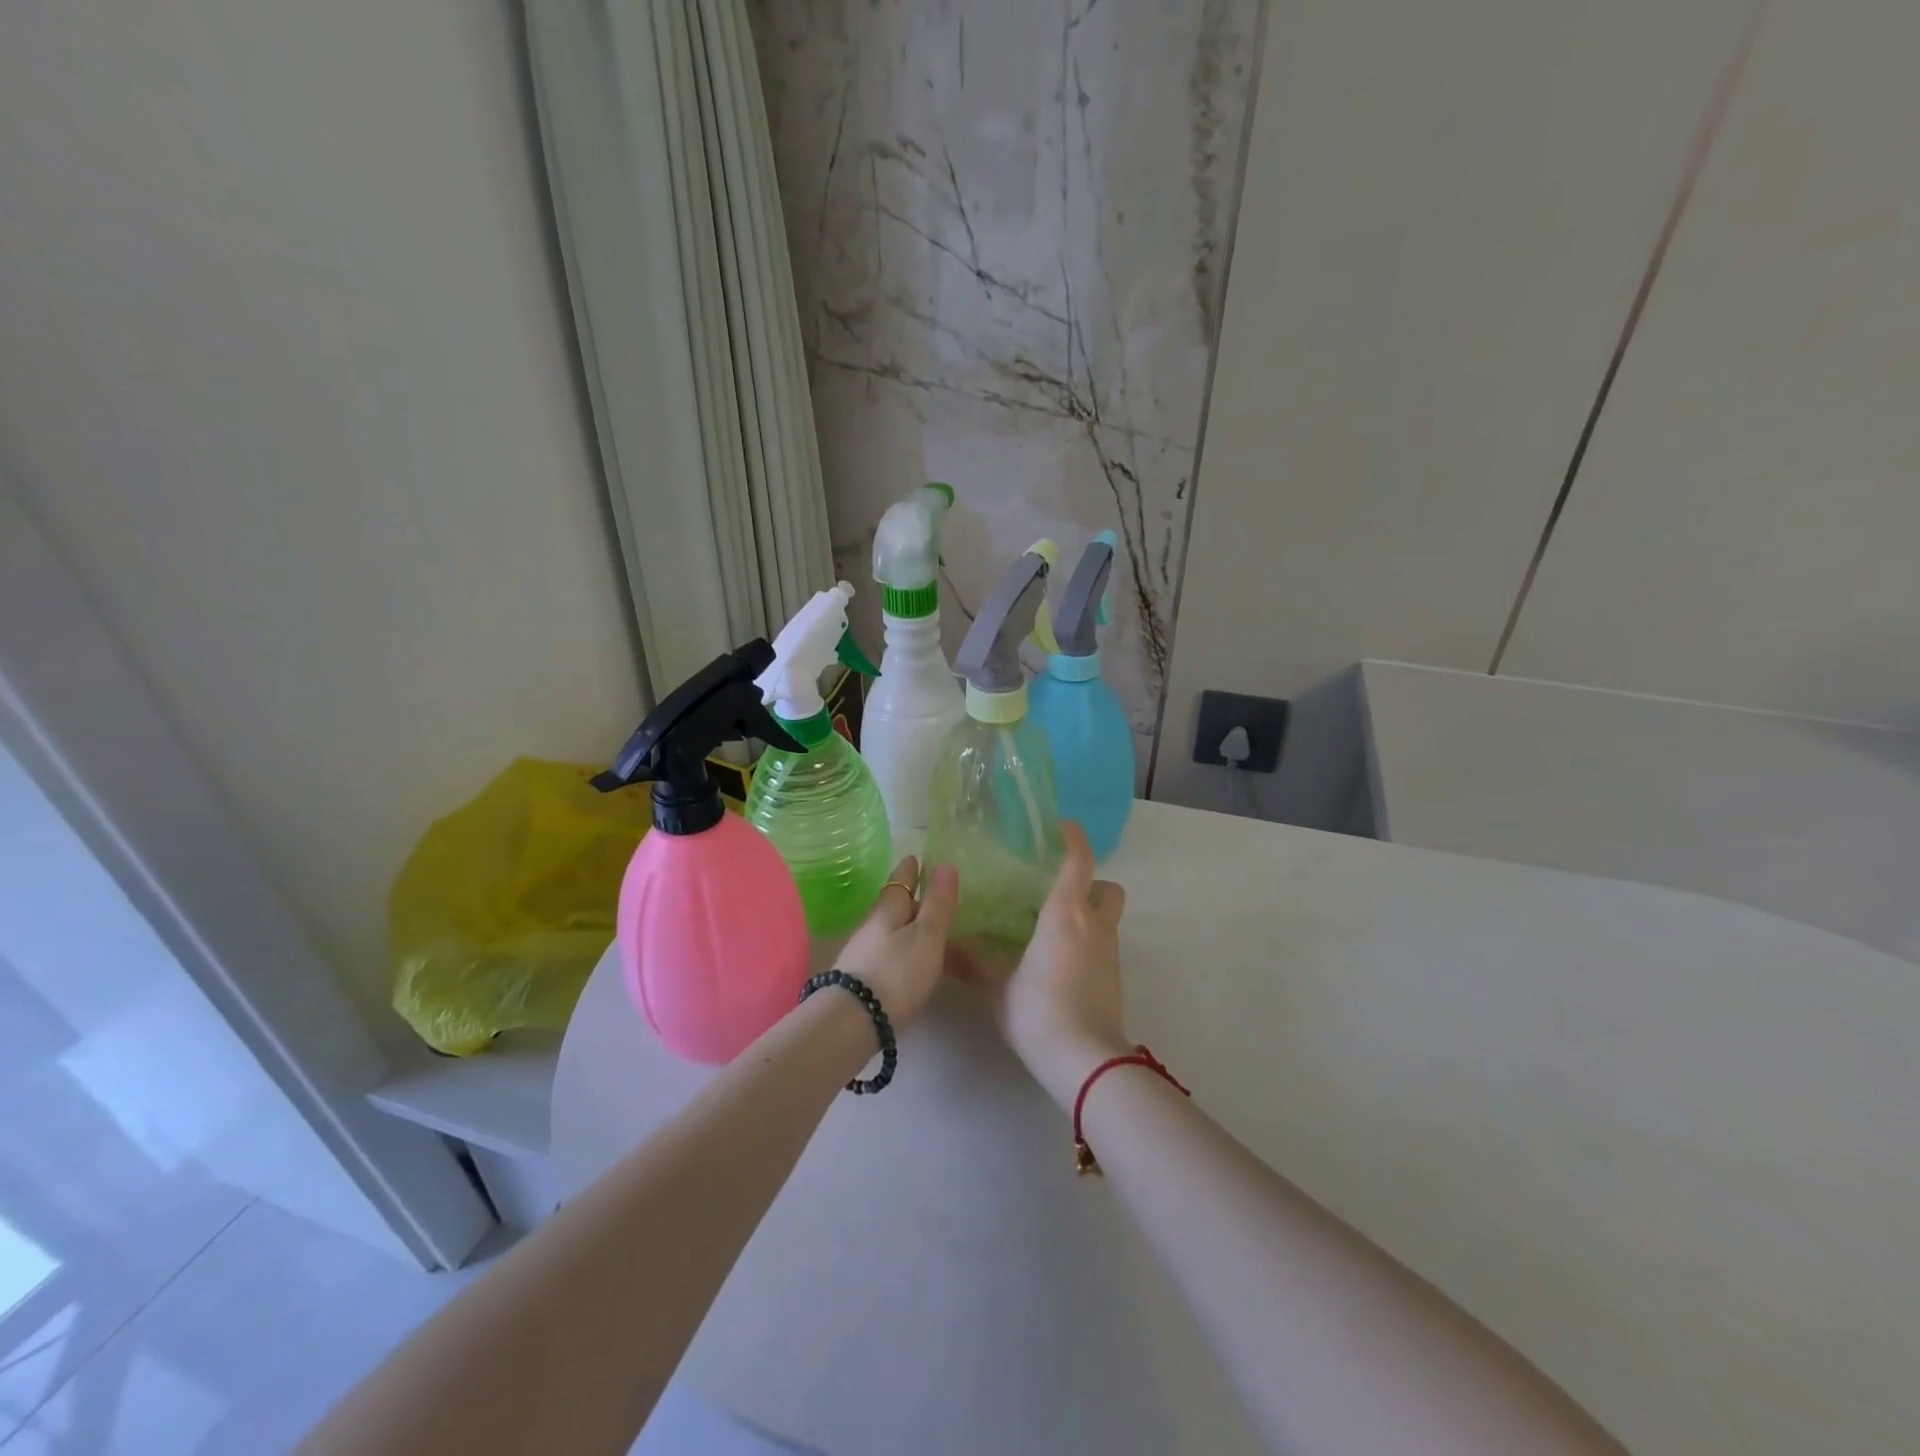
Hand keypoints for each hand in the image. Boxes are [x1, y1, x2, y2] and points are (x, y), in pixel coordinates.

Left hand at [834, 856, 958, 1029]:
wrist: (853, 1021)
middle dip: (913, 898)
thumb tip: (946, 863)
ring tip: (929, 932)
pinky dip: (903, 950)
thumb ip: (938, 903)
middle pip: (894, 904)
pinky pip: (888, 953)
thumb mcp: (926, 936)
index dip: (911, 868)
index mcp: (889, 908)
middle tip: (934, 897)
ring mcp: (863, 952)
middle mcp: (872, 924)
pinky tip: (912, 962)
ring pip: (891, 929)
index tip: (917, 857)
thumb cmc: (897, 972)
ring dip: (908, 926)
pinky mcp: (862, 978)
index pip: (901, 878)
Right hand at [961, 822, 1129, 1107]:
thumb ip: (972, 963)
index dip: (1074, 839)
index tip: (1062, 828)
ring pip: (1109, 917)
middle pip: (1107, 887)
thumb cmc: (1038, 1011)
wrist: (1084, 1060)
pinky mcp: (1115, 977)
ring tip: (1053, 927)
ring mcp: (1110, 952)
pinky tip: (1061, 961)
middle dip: (1090, 882)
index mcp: (1065, 914)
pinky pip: (1105, 944)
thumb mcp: (998, 987)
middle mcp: (1095, 925)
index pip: (1078, 861)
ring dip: (1089, 913)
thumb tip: (943, 946)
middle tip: (1057, 891)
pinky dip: (1089, 942)